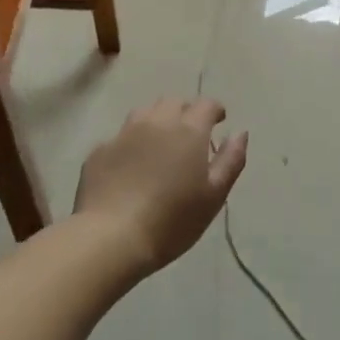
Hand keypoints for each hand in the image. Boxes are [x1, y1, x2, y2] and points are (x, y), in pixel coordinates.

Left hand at [75, 98, 248, 272]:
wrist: (110, 237)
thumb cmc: (172, 220)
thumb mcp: (214, 196)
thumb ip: (231, 160)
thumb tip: (240, 133)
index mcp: (188, 131)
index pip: (206, 105)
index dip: (215, 110)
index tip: (219, 121)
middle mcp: (155, 122)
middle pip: (173, 102)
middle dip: (185, 112)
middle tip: (190, 134)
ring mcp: (123, 134)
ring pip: (144, 113)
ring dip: (156, 121)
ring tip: (160, 143)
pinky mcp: (99, 151)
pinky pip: (120, 137)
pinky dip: (130, 144)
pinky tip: (130, 166)